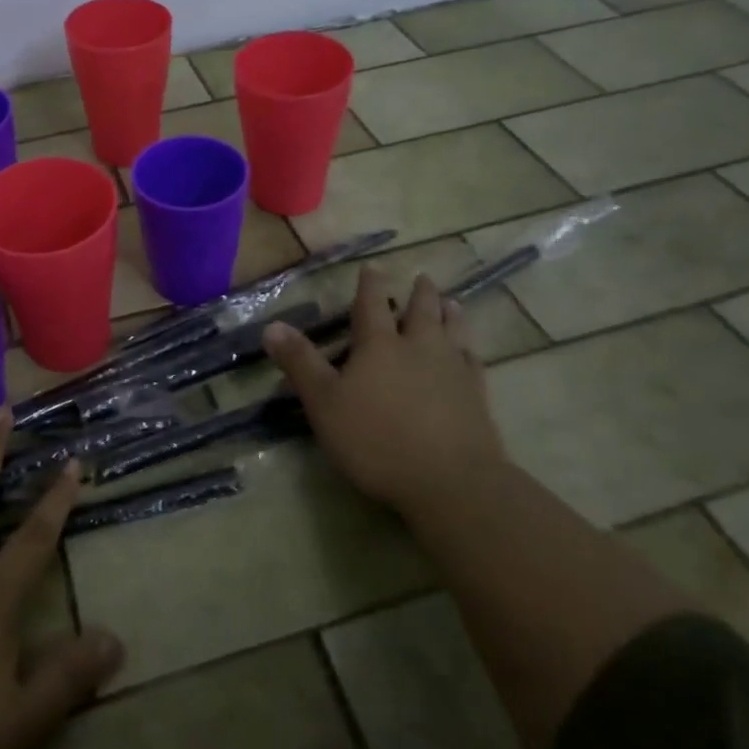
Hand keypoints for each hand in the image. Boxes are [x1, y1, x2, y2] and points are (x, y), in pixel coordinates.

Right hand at [263, 267, 504, 513]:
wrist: (450, 481)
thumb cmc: (376, 440)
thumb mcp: (324, 403)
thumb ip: (300, 363)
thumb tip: (271, 326)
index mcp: (379, 345)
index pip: (372, 304)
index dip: (370, 285)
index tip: (373, 267)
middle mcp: (419, 347)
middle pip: (421, 311)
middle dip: (419, 293)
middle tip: (423, 278)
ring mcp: (452, 370)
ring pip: (453, 331)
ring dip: (450, 314)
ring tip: (452, 302)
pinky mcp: (477, 397)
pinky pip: (474, 363)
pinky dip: (469, 351)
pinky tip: (470, 353)